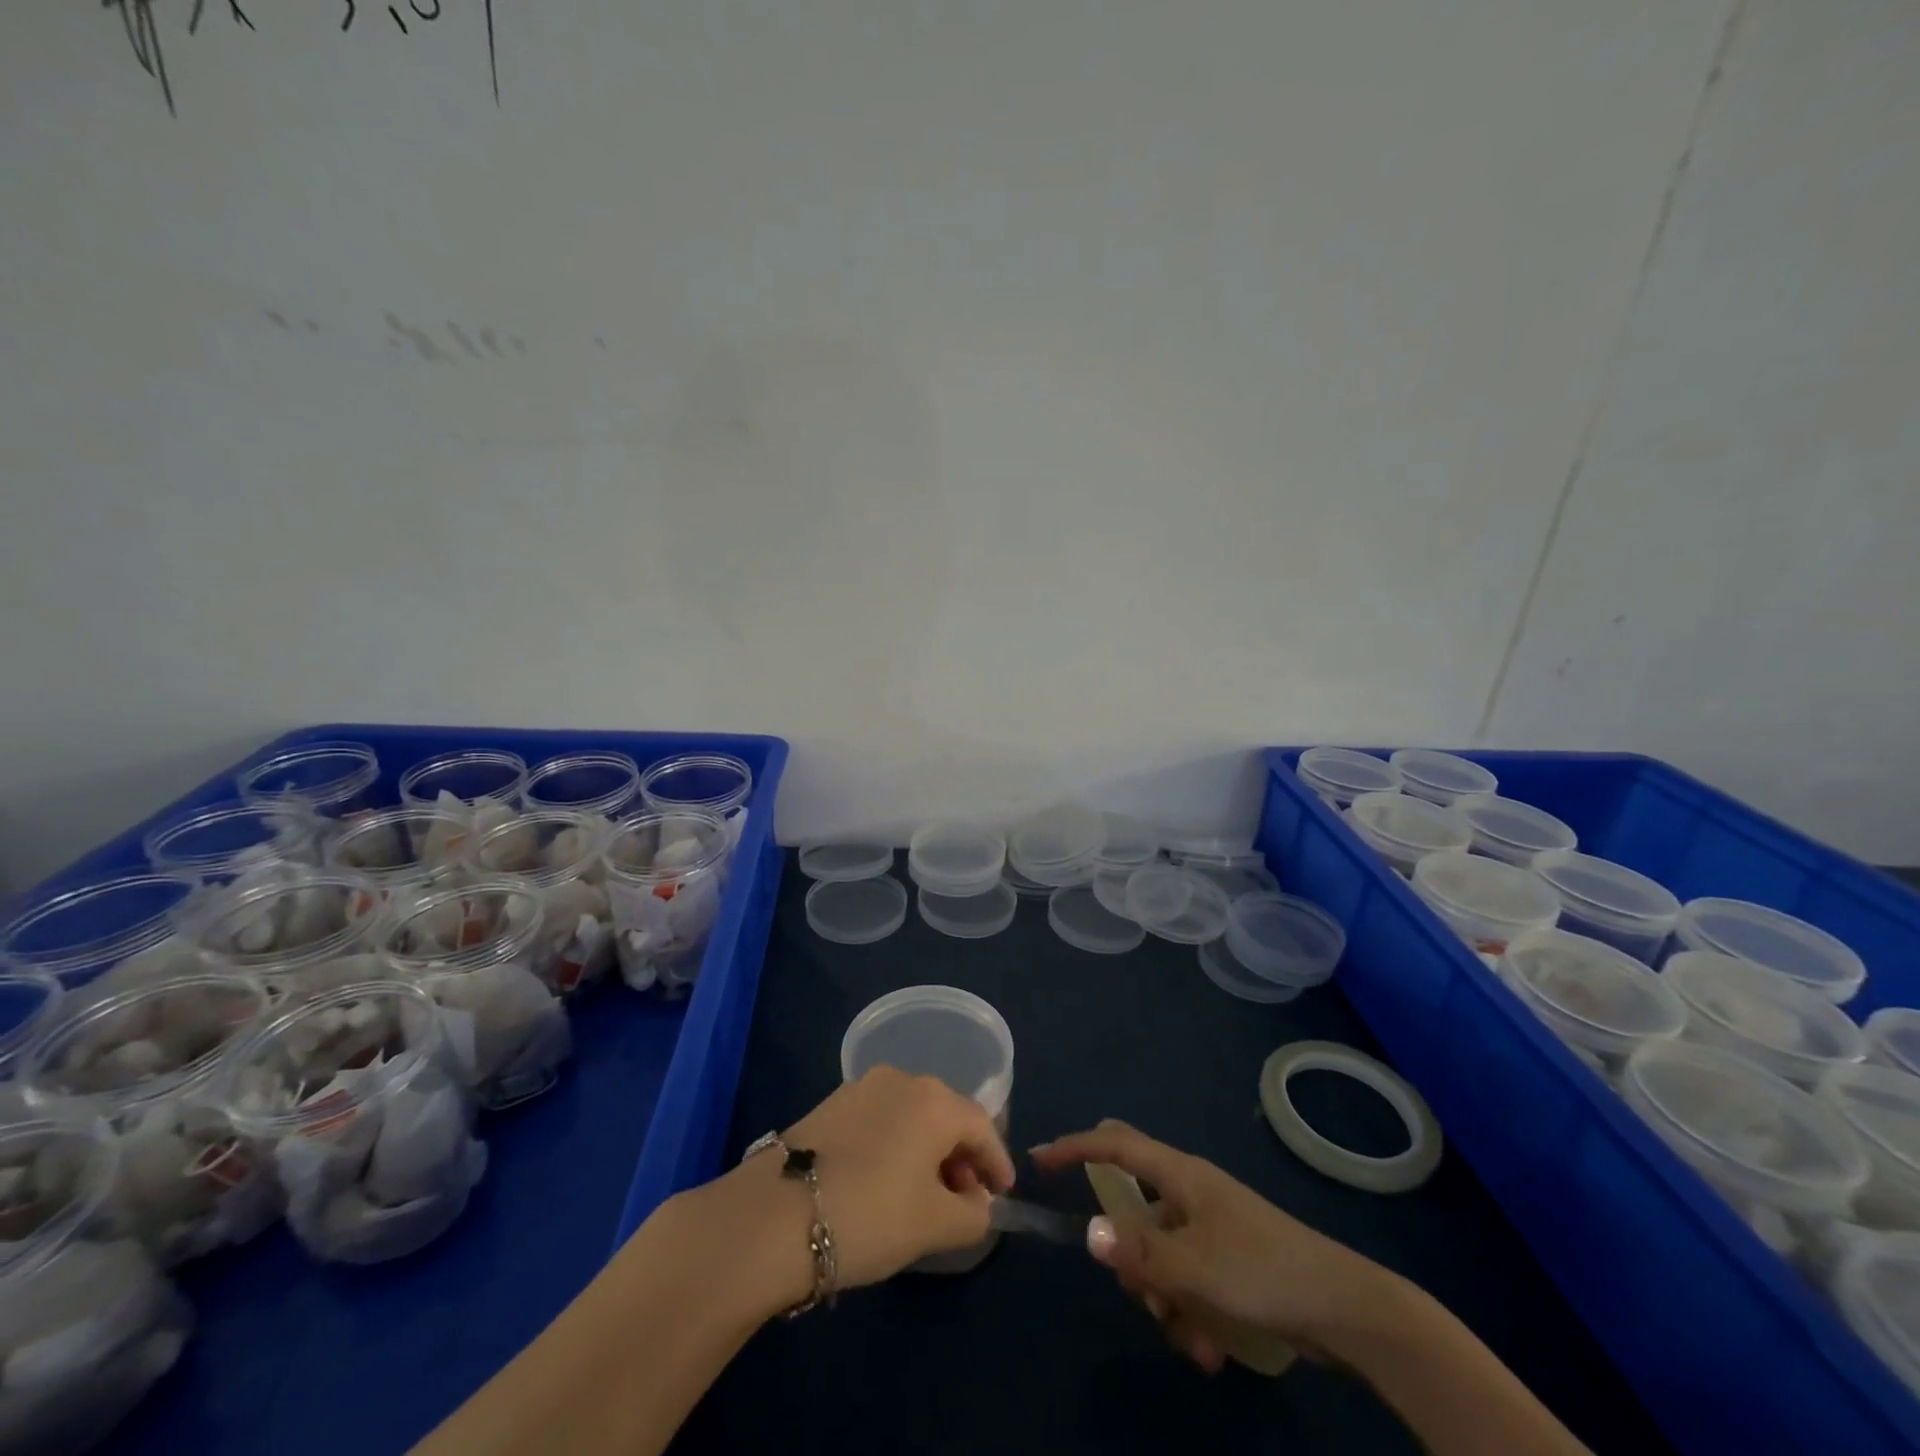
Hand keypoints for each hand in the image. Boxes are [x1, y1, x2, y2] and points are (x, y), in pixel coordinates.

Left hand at [768, 1066, 1015, 1291]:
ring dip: (927, 1151)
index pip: (982, 1127)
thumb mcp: (934, 1226)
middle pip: (947, 1115)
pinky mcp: (830, 1104)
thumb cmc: (870, 1214)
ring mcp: (862, 1087)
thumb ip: (973, 1214)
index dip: (997, 1162)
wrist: (773, 1216)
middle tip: (963, 1200)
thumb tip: (976, 1202)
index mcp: (935, 1099)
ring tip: (923, 1196)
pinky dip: (896, 1145)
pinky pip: (882, 1119)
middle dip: (961, 1156)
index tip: (1001, 1194)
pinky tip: (885, 1182)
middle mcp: (902, 1079)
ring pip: (912, 1116)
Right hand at [1032, 1119, 1392, 1370]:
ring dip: (1165, 1299)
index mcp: (1180, 1175)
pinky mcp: (1229, 1262)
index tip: (1040, 1159)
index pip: (1115, 1145)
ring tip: (1194, 1334)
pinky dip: (1190, 1312)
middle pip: (1134, 1210)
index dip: (1075, 1147)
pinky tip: (1213, 1347)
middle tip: (1141, 1288)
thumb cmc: (1261, 1270)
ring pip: (1160, 1256)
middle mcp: (1190, 1193)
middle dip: (1129, 1256)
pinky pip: (1187, 1281)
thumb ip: (1137, 1251)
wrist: (1344, 1308)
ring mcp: (1211, 1227)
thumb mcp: (1192, 1266)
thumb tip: (1087, 1233)